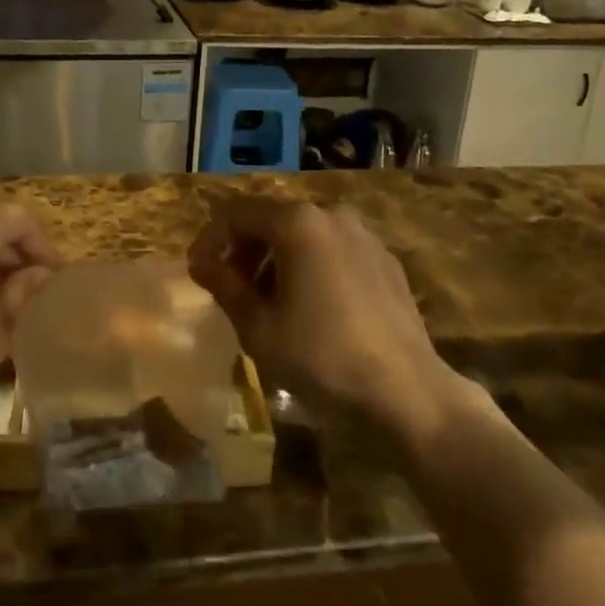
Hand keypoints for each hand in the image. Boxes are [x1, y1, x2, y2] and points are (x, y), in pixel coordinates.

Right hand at [187, 197, 451, 431]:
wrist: (407, 392)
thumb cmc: (322, 357)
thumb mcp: (258, 326)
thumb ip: (224, 285)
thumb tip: (202, 263)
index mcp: (298, 222)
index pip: (236, 213)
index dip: (210, 239)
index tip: (197, 273)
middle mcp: (331, 214)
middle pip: (272, 218)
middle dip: (244, 249)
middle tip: (229, 288)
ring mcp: (364, 235)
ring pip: (304, 234)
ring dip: (276, 259)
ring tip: (267, 301)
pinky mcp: (385, 260)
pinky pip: (334, 250)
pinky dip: (310, 266)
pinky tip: (310, 307)